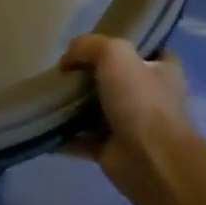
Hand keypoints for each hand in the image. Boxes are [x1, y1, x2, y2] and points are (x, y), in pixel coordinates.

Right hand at [59, 34, 194, 193]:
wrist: (151, 161)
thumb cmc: (141, 100)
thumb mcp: (114, 53)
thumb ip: (87, 46)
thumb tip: (67, 62)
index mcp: (162, 69)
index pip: (144, 49)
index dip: (120, 43)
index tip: (93, 44)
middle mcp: (150, 95)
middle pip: (113, 78)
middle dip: (87, 75)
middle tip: (62, 71)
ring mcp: (131, 124)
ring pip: (96, 109)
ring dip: (73, 105)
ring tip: (47, 96)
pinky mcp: (113, 150)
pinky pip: (82, 138)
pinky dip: (64, 135)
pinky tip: (43, 125)